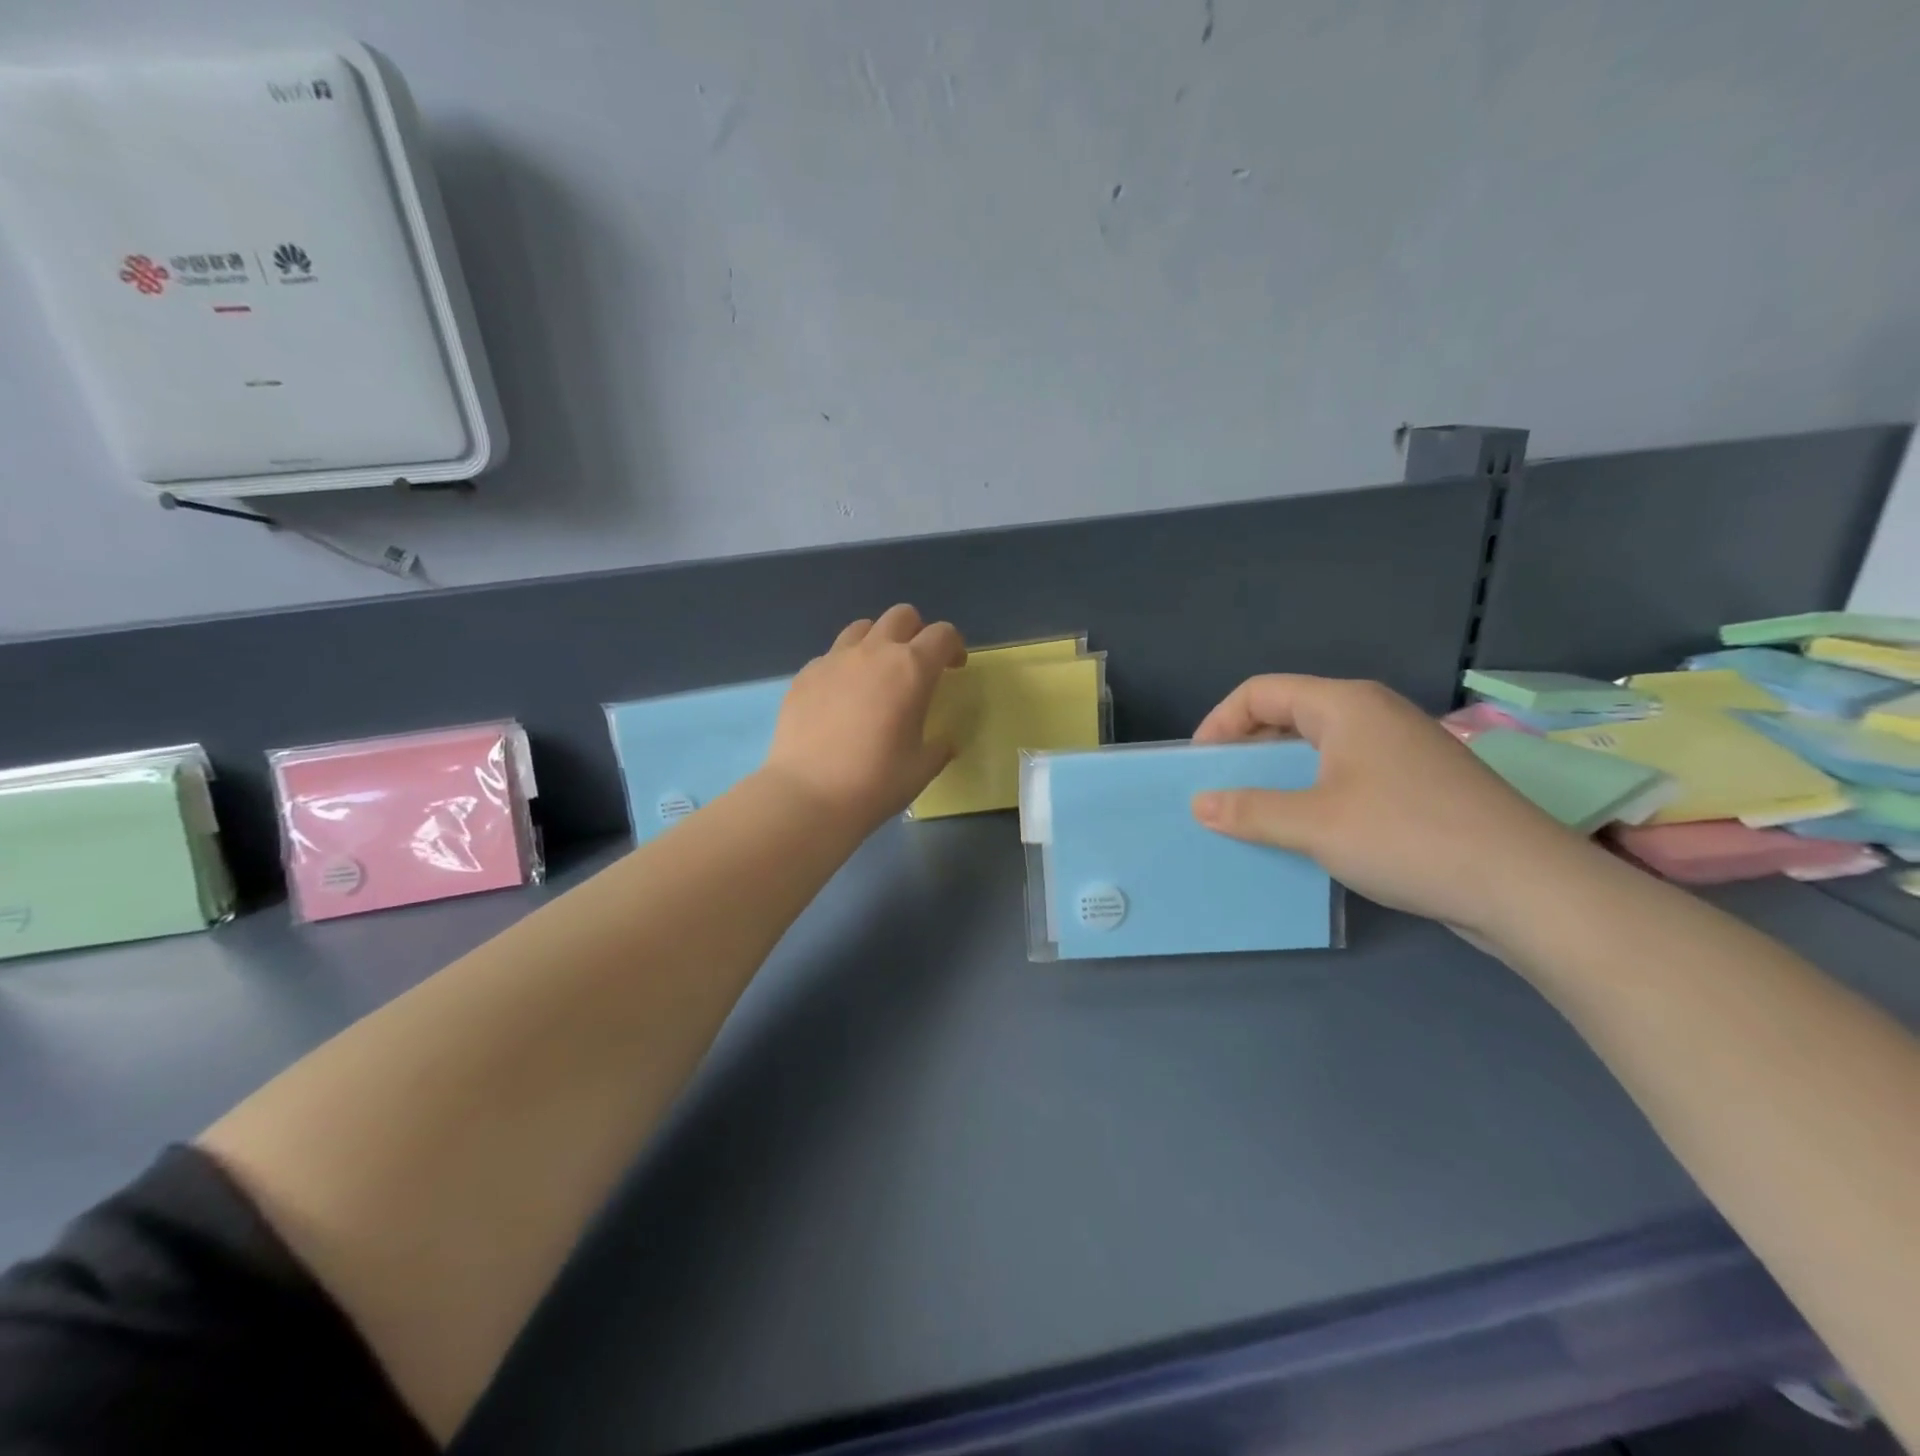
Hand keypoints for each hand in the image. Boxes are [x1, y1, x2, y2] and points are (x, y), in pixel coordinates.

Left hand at [761, 605, 966, 831]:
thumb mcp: (921, 768)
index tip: (954, 668)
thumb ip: (938, 747)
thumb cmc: (875, 782)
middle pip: (902, 616)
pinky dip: (845, 666)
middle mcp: (874, 652)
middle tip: (917, 665)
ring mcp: (834, 659)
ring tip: (877, 673)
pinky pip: (832, 655)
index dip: (954, 646)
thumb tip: (944, 742)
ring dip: (878, 641)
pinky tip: (841, 698)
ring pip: (863, 628)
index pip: (942, 634)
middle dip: (916, 632)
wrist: (808, 794)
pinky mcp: (805, 674)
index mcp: (911, 669)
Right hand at [1190, 675, 1594, 936]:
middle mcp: (1373, 714)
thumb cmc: (1408, 837)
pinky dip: (1314, 792)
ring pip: (1319, 747)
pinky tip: (1307, 830)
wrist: (1526, 886)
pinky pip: (1347, 773)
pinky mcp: (1419, 783)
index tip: (1198, 767)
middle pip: (1289, 714)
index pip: (1261, 692)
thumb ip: (1250, 811)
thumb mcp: (1314, 825)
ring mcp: (1401, 748)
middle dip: (1246, 749)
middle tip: (1219, 791)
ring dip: (1279, 775)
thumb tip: (1199, 804)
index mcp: (1345, 705)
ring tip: (1254, 813)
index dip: (1220, 723)